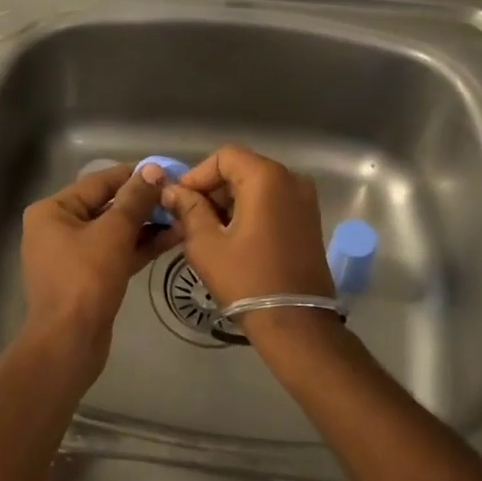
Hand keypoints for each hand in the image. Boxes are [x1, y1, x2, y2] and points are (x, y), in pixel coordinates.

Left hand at [18, 162, 180, 379]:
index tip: (168, 171)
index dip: (135, 175)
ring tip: (183, 216)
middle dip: (144, 202)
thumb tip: (153, 169)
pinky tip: (172, 239)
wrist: (69, 344)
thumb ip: (135, 199)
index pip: (99, 182)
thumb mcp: (113, 233)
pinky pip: (116, 253)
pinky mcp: (88, 278)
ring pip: (115, 231)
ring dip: (147, 225)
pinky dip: (140, 246)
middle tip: (179, 196)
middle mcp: (58, 228)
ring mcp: (72, 255)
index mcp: (53, 210)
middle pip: (107, 206)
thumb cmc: (85, 280)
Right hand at [160, 146, 335, 309]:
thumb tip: (172, 192)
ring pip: (257, 187)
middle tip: (188, 218)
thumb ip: (188, 209)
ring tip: (206, 231)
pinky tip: (232, 239)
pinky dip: (249, 212)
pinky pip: (272, 203)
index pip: (224, 157)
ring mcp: (305, 201)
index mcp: (267, 178)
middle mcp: (291, 180)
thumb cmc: (247, 279)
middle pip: (242, 170)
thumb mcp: (206, 243)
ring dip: (229, 202)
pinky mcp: (309, 221)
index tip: (179, 201)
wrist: (296, 323)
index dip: (197, 175)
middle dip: (212, 190)